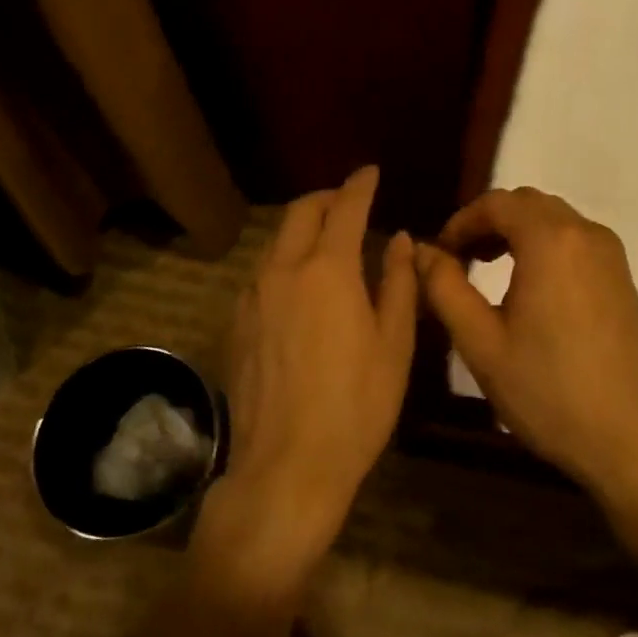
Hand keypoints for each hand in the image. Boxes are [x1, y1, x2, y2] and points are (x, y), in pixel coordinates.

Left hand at [218, 166, 415, 567]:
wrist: (287, 464)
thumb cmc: (356, 406)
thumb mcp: (394, 344)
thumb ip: (398, 283)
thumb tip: (400, 240)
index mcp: (328, 270)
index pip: (344, 208)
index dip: (359, 185)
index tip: (370, 172)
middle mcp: (282, 271)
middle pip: (300, 213)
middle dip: (326, 198)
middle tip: (349, 201)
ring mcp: (252, 296)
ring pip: (276, 241)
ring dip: (302, 229)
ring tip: (328, 242)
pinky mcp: (236, 323)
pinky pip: (262, 273)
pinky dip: (284, 261)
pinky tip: (301, 286)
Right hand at [415, 187, 637, 495]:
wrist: (633, 439)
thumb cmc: (548, 390)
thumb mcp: (481, 342)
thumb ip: (444, 288)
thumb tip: (421, 251)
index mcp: (550, 240)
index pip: (496, 203)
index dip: (461, 221)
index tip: (439, 254)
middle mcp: (585, 233)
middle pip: (528, 203)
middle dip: (488, 222)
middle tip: (459, 259)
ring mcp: (611, 255)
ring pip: (554, 220)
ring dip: (516, 233)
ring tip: (486, 270)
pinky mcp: (622, 279)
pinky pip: (575, 241)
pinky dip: (543, 246)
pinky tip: (528, 288)